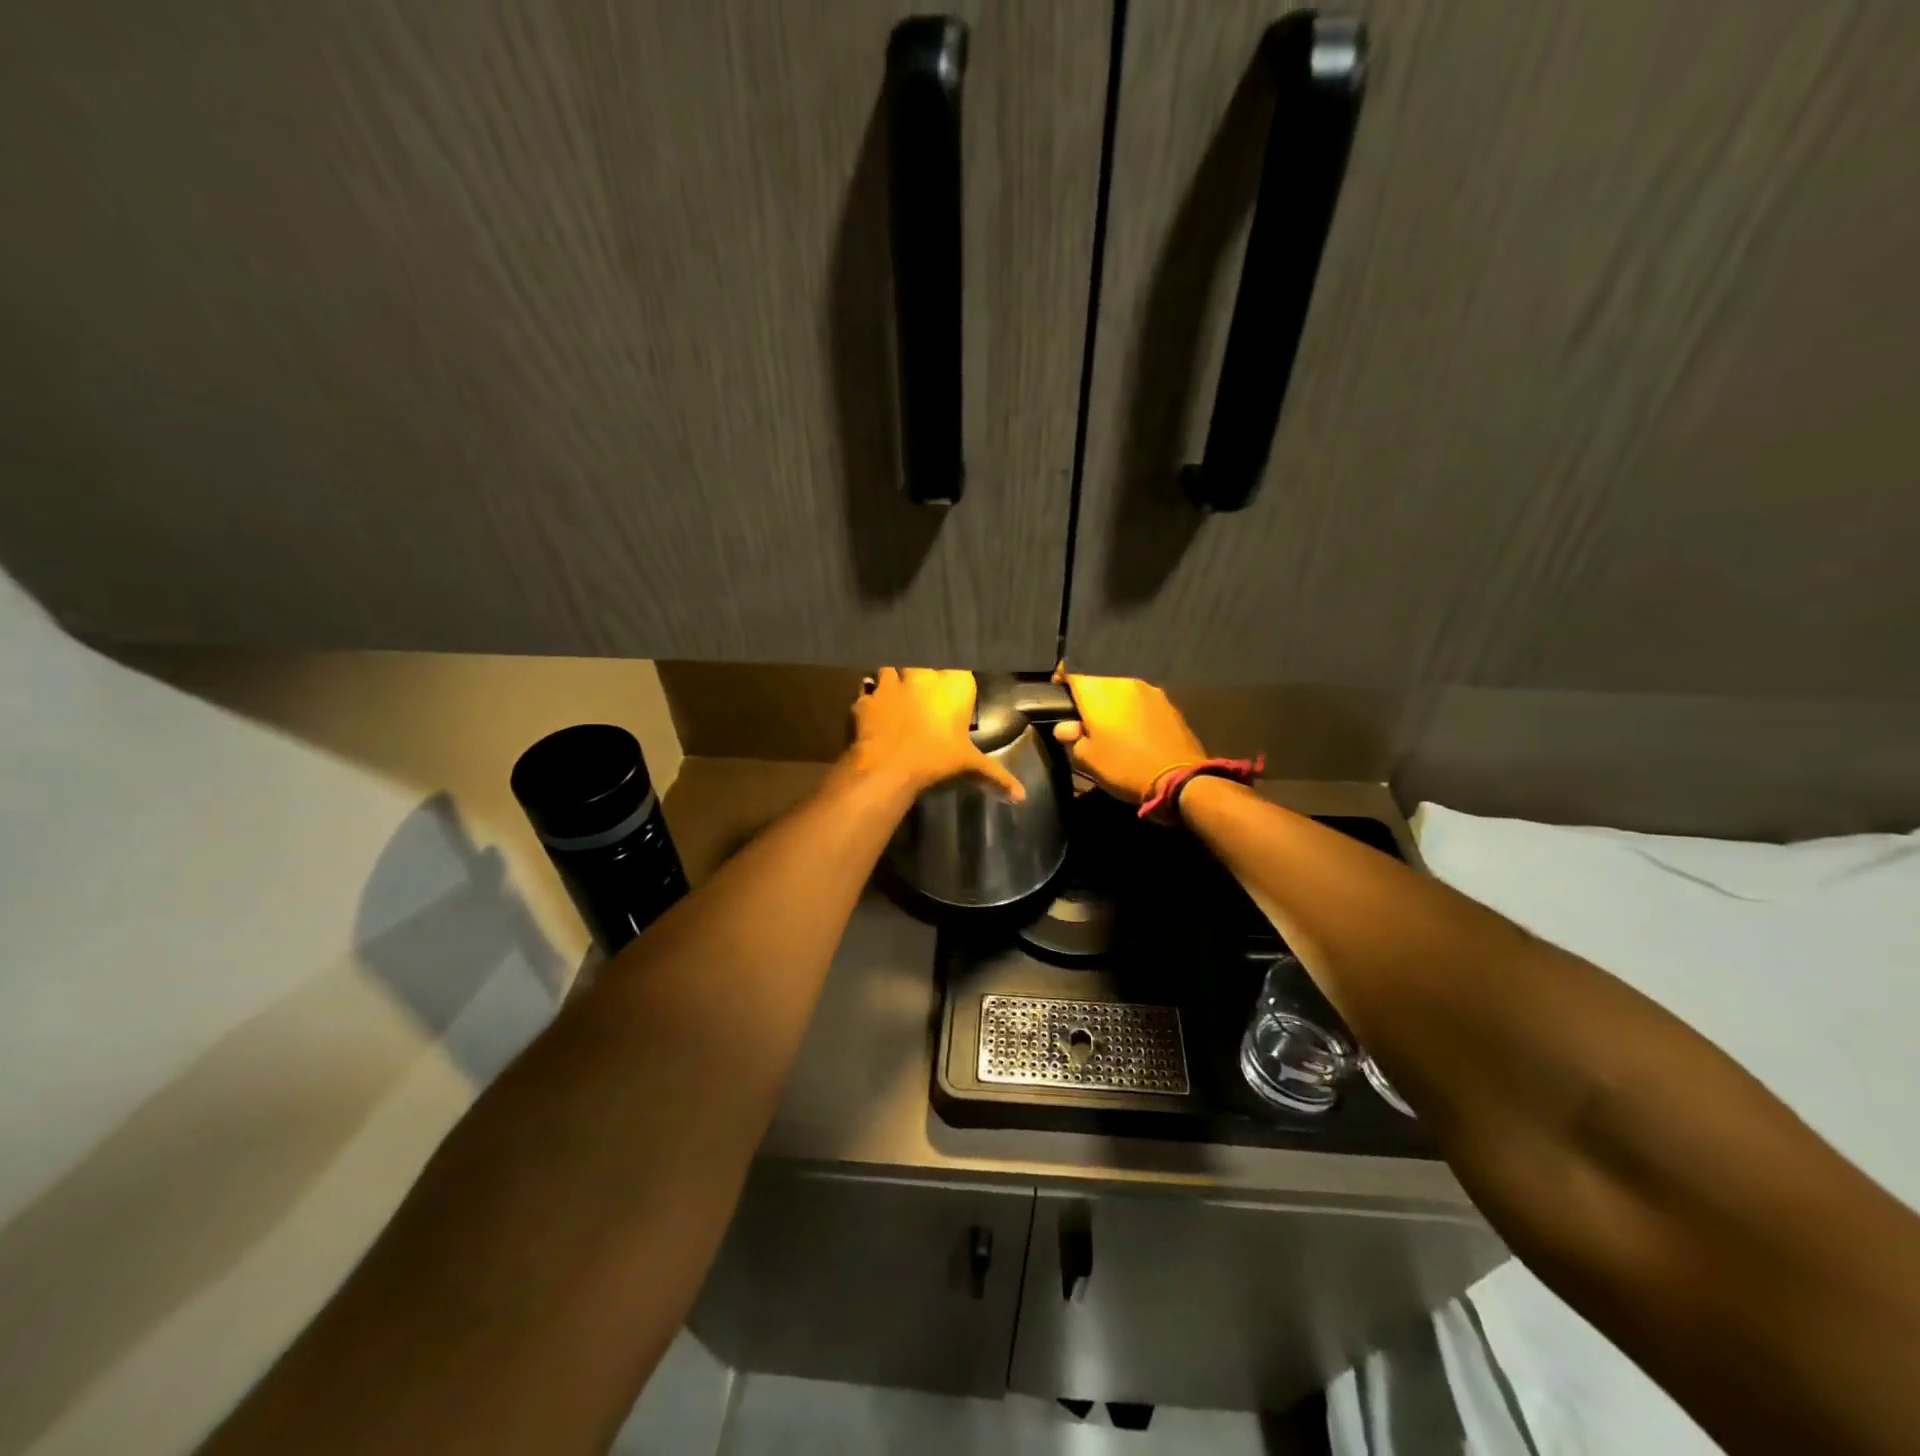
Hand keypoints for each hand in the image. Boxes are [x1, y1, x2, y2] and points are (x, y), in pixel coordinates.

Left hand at [848, 668, 1024, 801]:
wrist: (887, 767)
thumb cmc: (936, 759)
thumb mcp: (970, 767)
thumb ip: (996, 777)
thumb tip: (1022, 798)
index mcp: (953, 685)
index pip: (957, 667)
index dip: (953, 676)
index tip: (952, 685)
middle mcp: (922, 675)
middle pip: (921, 661)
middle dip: (921, 672)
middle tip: (923, 688)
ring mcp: (890, 683)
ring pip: (890, 667)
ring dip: (893, 678)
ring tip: (896, 693)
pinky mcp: (865, 697)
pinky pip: (866, 690)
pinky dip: (868, 697)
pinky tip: (871, 707)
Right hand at [1052, 671, 1206, 803]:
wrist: (1179, 779)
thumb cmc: (1123, 766)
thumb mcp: (1086, 759)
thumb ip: (1071, 737)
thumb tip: (1067, 728)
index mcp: (1098, 691)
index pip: (1072, 671)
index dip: (1060, 679)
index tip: (1056, 694)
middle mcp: (1124, 682)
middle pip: (1098, 680)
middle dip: (1088, 696)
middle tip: (1082, 718)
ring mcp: (1150, 691)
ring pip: (1121, 690)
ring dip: (1112, 703)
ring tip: (1110, 726)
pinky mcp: (1169, 704)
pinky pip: (1140, 701)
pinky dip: (1132, 710)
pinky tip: (1133, 731)